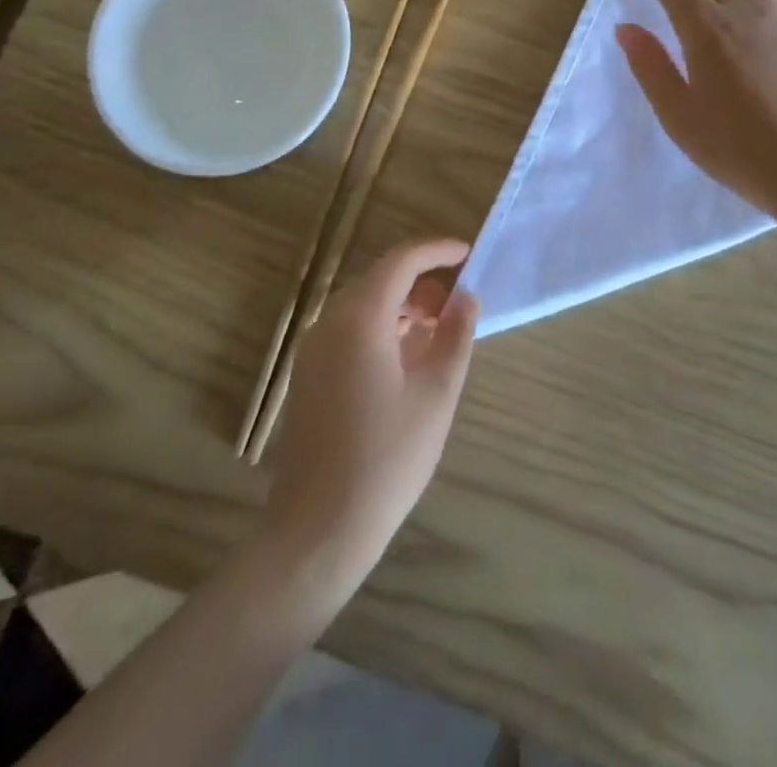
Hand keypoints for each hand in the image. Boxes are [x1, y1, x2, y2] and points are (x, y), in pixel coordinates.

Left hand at [265, 239, 477, 583]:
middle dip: (422, 281)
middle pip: (380, 279)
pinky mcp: (308, 373)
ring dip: (403, 306)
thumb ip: (455, 336)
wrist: (319, 527)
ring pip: (365, 304)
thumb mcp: (436, 394)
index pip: (401, 260)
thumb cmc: (387, 458)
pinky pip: (350, 329)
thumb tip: (466, 297)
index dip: (436, 250)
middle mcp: (330, 322)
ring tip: (439, 333)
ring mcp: (313, 348)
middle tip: (459, 304)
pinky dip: (383, 327)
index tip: (468, 253)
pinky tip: (408, 358)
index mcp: (360, 319)